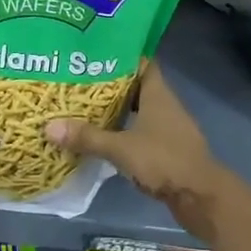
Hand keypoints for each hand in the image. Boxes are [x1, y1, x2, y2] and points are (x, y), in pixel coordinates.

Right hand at [45, 61, 243, 237]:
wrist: (201, 197)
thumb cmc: (164, 161)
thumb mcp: (121, 148)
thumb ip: (88, 137)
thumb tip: (49, 126)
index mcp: (158, 94)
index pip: (143, 63)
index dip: (123, 55)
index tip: (97, 53)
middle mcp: (166, 106)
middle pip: (138, 87)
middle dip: (113, 84)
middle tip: (82, 80)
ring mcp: (169, 129)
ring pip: (140, 111)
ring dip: (119, 110)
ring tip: (87, 108)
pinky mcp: (169, 150)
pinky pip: (143, 132)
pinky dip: (126, 132)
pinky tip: (106, 138)